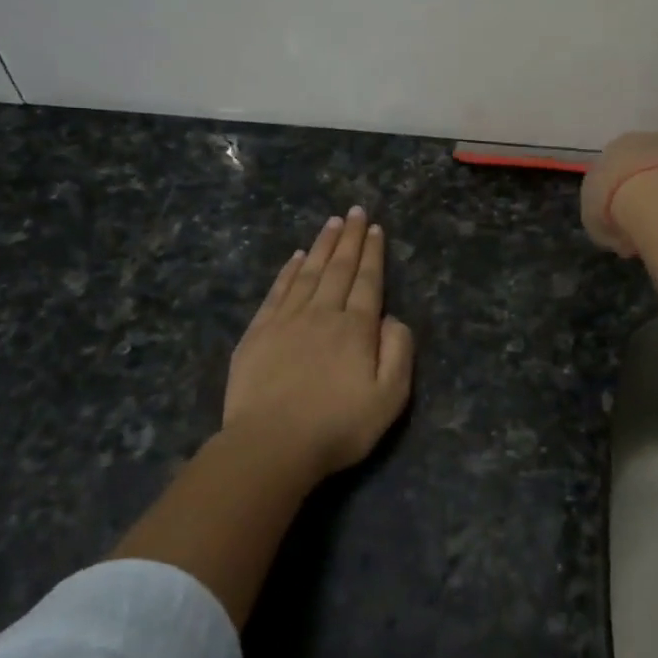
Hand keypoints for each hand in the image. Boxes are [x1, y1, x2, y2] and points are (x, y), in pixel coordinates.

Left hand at [222, 207, 415, 484]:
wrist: (271, 446)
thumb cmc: (338, 426)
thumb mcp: (389, 397)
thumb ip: (399, 352)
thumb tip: (392, 318)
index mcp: (356, 328)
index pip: (368, 281)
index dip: (373, 253)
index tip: (375, 228)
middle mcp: (323, 313)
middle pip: (339, 268)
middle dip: (350, 238)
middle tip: (356, 211)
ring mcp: (287, 320)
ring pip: (309, 273)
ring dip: (322, 245)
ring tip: (332, 222)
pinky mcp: (258, 333)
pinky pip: (278, 291)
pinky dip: (289, 271)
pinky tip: (296, 257)